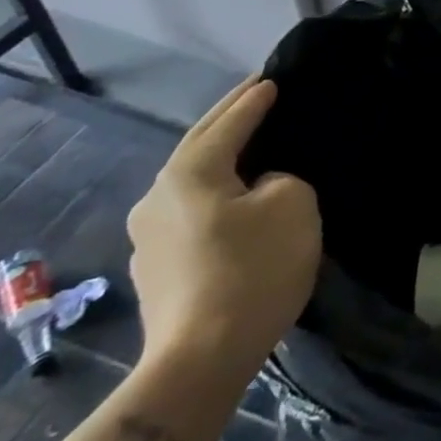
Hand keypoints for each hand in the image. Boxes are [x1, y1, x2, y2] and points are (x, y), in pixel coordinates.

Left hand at [126, 78, 319, 389]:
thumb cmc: (252, 269)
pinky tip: (234, 197)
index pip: (229, 122)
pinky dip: (214, 192)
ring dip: (219, 158)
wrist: (200, 361)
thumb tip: (258, 188)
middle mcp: (157, 197)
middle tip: (255, 95)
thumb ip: (280, 177)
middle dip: (227, 118)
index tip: (274, 79)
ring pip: (191, 180)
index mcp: (189, 173)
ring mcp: (148, 238)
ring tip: (248, 143)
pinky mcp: (156, 270)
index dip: (255, 99)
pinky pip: (191, 212)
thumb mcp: (292, 203)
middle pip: (199, 145)